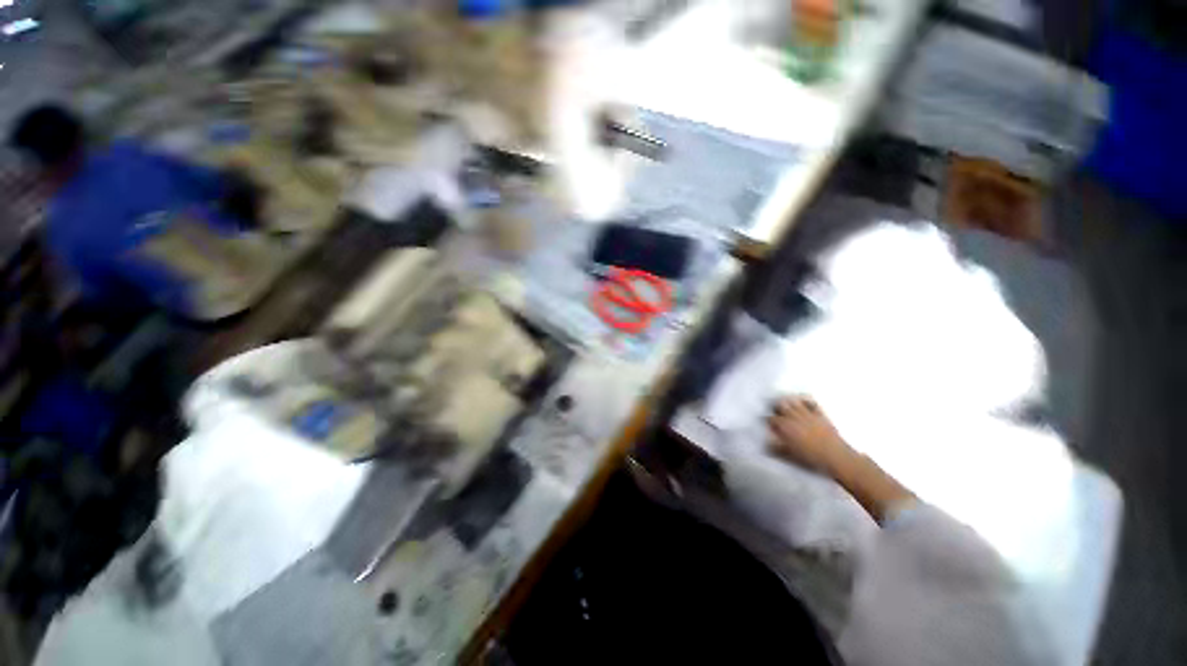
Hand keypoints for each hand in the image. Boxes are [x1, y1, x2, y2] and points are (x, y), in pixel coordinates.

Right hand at [767, 396, 850, 476]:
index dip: (767, 420)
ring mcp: (807, 414)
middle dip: (775, 406)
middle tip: (773, 409)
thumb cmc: (812, 458)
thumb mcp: (790, 456)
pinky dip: (805, 400)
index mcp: (785, 427)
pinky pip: (811, 402)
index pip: (771, 419)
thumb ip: (776, 449)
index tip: (767, 422)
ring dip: (787, 401)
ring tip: (784, 402)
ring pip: (794, 402)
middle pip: (781, 405)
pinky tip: (802, 400)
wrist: (836, 457)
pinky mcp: (820, 415)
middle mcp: (794, 417)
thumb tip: (766, 445)